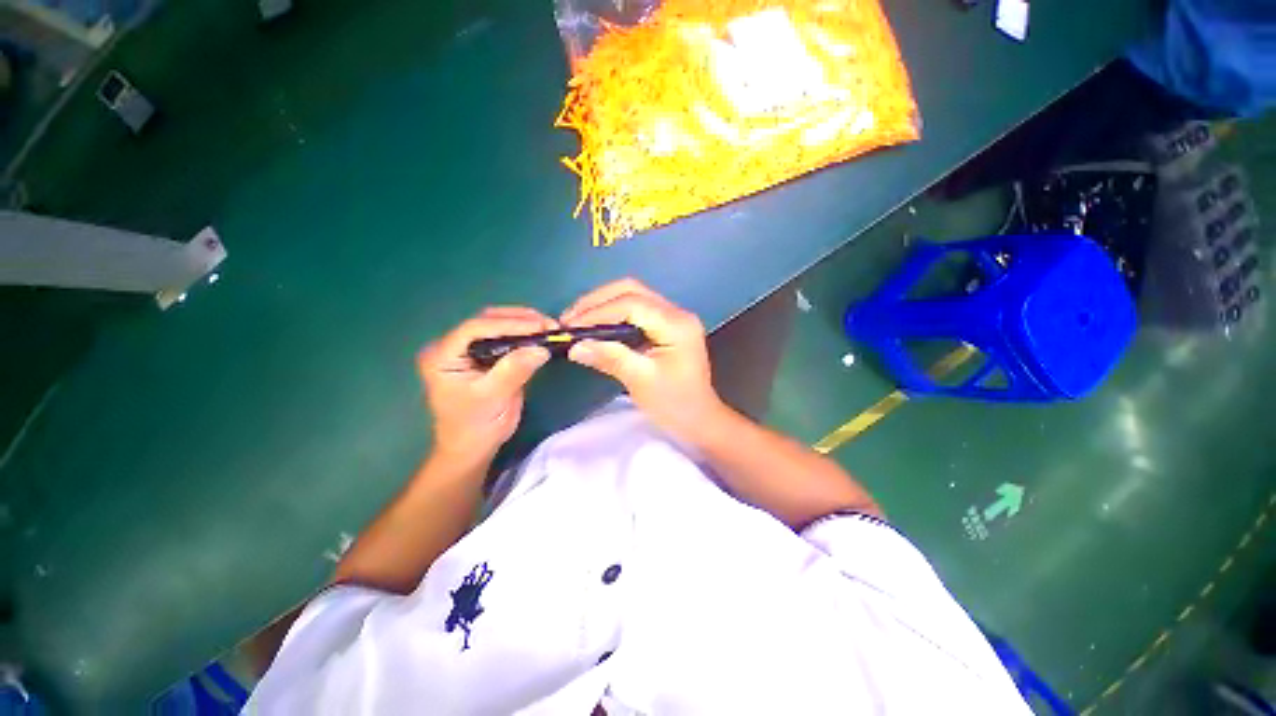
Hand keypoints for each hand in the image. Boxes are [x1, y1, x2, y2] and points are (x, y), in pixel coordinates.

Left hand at [418, 307, 554, 465]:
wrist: (473, 448)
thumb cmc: (475, 426)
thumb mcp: (493, 397)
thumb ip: (514, 370)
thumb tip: (541, 348)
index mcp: (442, 355)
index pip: (475, 328)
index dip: (508, 324)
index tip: (539, 326)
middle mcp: (454, 346)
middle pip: (487, 321)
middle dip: (519, 320)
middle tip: (548, 325)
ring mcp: (471, 350)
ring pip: (498, 326)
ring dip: (525, 324)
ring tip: (549, 328)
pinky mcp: (487, 356)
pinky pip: (507, 339)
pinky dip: (526, 336)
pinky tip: (541, 336)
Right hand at [561, 279, 726, 441]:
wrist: (700, 419)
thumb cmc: (675, 405)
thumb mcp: (640, 381)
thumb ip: (610, 358)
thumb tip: (575, 346)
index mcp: (676, 324)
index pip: (631, 304)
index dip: (598, 311)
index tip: (570, 326)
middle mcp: (677, 313)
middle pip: (632, 290)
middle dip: (597, 301)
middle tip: (570, 319)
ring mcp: (673, 317)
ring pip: (633, 296)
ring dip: (603, 305)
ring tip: (577, 321)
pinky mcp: (667, 326)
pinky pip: (636, 310)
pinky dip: (613, 315)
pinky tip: (596, 326)